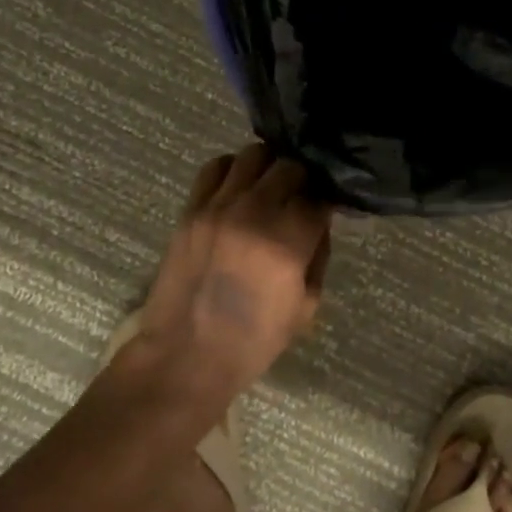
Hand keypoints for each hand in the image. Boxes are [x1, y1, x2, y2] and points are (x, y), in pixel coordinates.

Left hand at [138, 143, 332, 391]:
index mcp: (287, 243)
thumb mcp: (306, 306)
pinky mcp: (191, 210)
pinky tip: (238, 188)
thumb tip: (319, 220)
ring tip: (269, 186)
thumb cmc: (253, 342)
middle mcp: (254, 214)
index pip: (319, 197)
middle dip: (302, 179)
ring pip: (253, 155)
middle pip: (290, 166)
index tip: (325, 209)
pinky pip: (215, 167)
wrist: (185, 357)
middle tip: (299, 196)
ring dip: (269, 166)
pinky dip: (233, 169)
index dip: (326, 201)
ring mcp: (218, 207)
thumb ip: (318, 255)